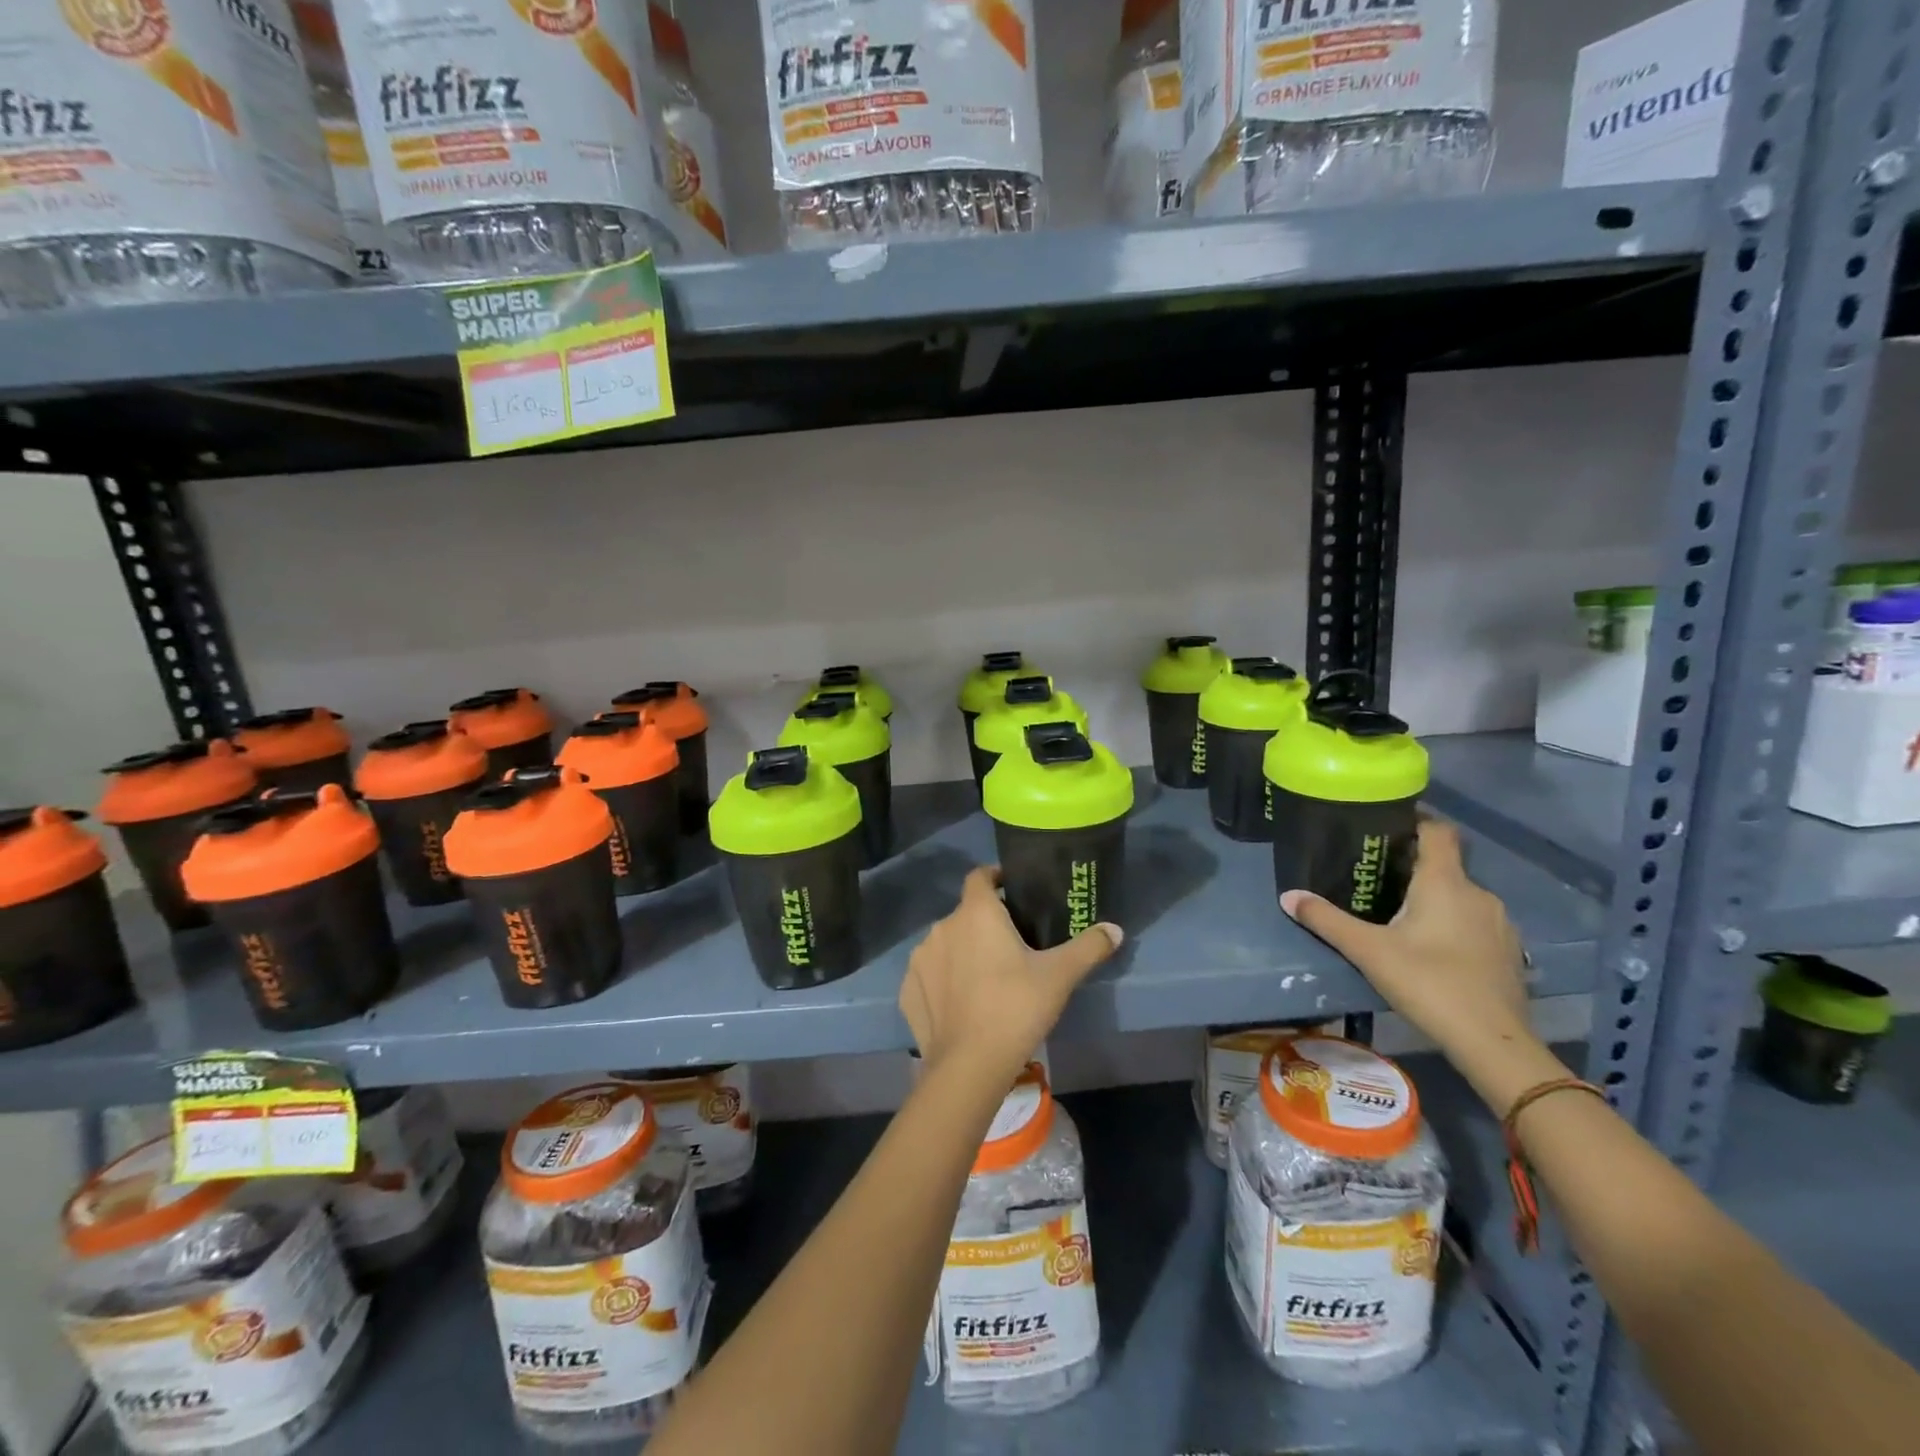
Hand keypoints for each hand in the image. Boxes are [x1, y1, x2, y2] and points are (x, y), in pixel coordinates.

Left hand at [899, 866, 1121, 1084]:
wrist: (968, 1066)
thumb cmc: (1016, 1008)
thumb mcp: (1060, 976)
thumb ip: (1089, 947)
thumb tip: (1115, 929)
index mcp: (976, 913)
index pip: (980, 876)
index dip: (996, 878)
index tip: (1013, 890)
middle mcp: (942, 927)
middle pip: (966, 914)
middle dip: (986, 923)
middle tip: (1012, 946)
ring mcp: (920, 959)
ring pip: (946, 944)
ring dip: (963, 952)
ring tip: (987, 977)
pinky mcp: (908, 990)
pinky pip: (929, 975)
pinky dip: (943, 982)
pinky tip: (962, 1004)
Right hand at [1280, 818, 1532, 1071]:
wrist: (1494, 1042)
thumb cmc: (1429, 983)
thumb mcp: (1368, 951)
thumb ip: (1327, 921)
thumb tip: (1288, 896)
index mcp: (1445, 882)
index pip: (1438, 831)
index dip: (1415, 820)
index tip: (1385, 822)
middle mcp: (1478, 893)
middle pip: (1445, 865)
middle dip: (1412, 866)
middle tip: (1375, 875)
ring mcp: (1499, 924)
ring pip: (1460, 896)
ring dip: (1433, 898)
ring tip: (1398, 913)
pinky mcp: (1507, 952)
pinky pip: (1474, 922)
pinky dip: (1452, 923)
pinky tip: (1430, 947)